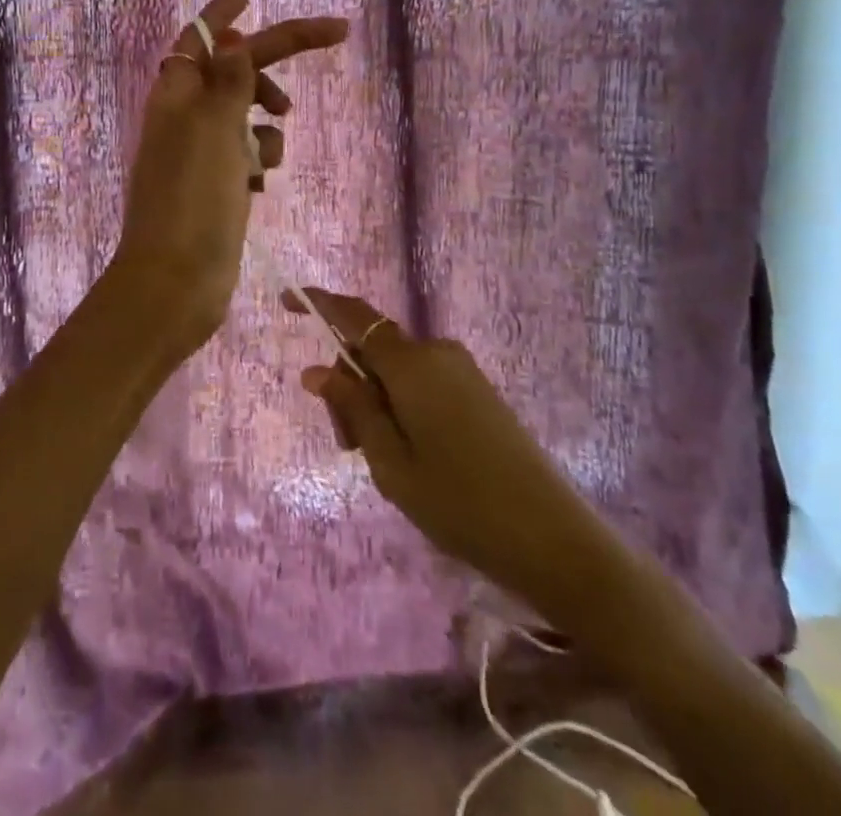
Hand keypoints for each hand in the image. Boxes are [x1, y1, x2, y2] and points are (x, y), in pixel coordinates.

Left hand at [113, 0, 348, 355]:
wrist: (177, 283)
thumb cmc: (193, 200)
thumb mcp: (214, 130)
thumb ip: (228, 81)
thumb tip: (230, 36)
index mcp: (176, 95)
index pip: (202, 38)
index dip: (224, 13)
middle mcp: (185, 117)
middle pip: (236, 70)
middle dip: (274, 59)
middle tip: (335, 34)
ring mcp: (201, 153)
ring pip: (247, 115)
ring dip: (267, 123)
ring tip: (268, 154)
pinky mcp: (217, 185)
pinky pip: (248, 154)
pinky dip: (260, 158)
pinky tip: (259, 184)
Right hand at [288, 288, 555, 580]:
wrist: (554, 539)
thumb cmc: (460, 503)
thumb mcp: (391, 463)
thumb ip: (353, 408)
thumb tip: (315, 371)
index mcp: (411, 364)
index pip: (354, 317)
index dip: (317, 303)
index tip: (286, 299)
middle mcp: (437, 353)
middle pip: (373, 351)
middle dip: (348, 386)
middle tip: (347, 446)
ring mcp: (462, 370)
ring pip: (396, 371)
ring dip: (375, 402)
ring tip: (383, 463)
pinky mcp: (478, 390)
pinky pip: (422, 382)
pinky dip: (401, 406)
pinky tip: (412, 455)